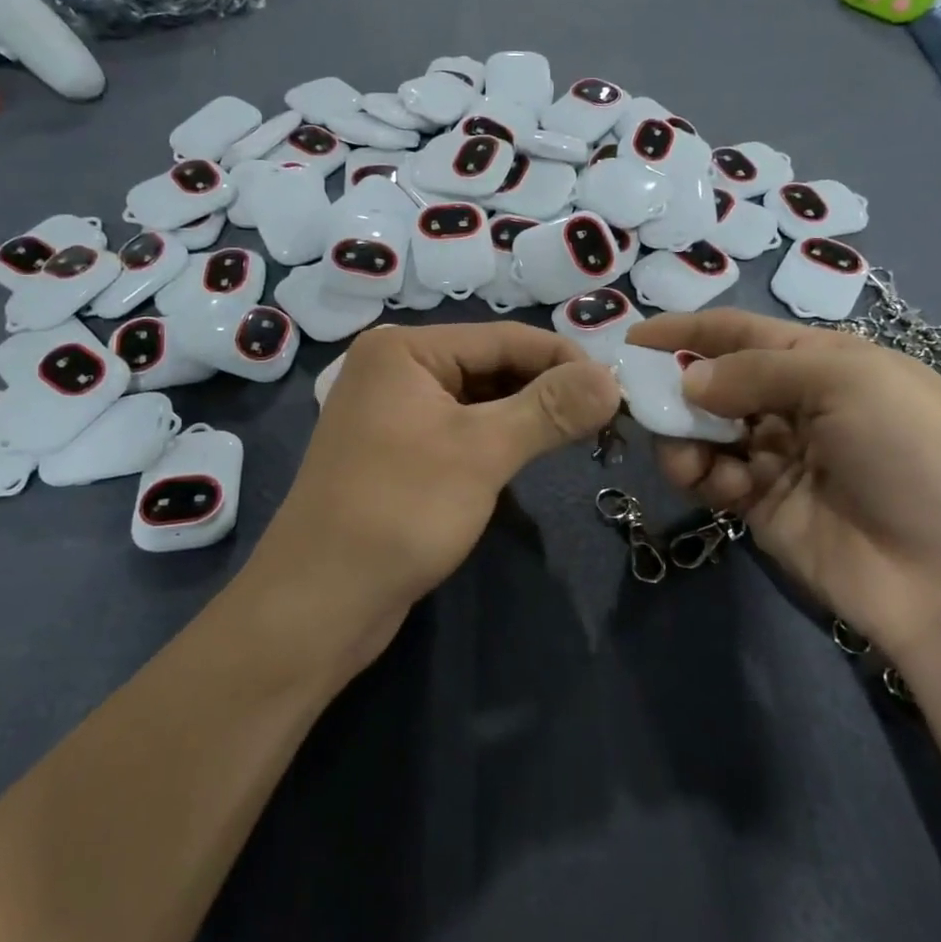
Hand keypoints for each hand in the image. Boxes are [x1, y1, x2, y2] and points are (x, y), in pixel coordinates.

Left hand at [250, 322, 619, 670]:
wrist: (318, 604)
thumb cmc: (399, 511)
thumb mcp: (481, 452)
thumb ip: (549, 409)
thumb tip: (613, 378)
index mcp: (405, 350)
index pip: (504, 338)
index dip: (566, 360)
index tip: (622, 389)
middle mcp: (396, 369)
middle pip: (491, 365)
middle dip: (548, 389)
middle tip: (609, 418)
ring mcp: (394, 412)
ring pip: (480, 399)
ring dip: (528, 416)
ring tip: (583, 435)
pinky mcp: (399, 452)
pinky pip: (461, 429)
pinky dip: (499, 439)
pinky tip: (533, 454)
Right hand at [627, 309, 940, 664]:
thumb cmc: (910, 454)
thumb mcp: (846, 382)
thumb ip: (755, 372)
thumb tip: (687, 382)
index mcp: (826, 362)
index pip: (743, 333)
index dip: (689, 330)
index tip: (634, 336)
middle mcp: (797, 404)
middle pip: (717, 381)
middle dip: (678, 386)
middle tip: (640, 398)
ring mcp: (777, 457)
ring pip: (706, 430)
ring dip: (685, 435)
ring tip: (686, 455)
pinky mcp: (760, 506)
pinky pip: (712, 476)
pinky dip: (701, 474)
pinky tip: (715, 485)